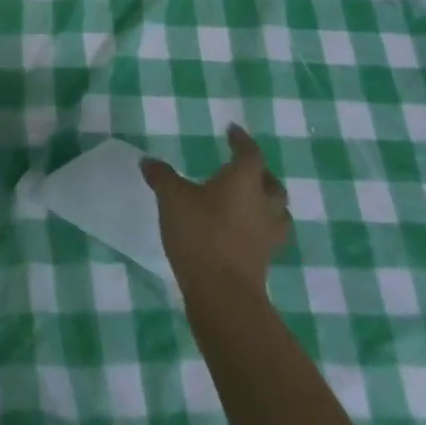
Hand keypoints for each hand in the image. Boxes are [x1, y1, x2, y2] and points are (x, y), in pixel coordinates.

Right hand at [142, 125, 291, 291]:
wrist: (223, 294)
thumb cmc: (201, 234)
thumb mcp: (172, 198)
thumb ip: (161, 176)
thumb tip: (148, 161)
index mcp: (244, 181)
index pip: (250, 153)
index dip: (242, 140)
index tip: (233, 131)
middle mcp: (262, 204)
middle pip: (272, 183)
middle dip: (261, 173)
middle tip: (244, 168)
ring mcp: (267, 234)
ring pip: (277, 211)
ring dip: (266, 202)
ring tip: (249, 201)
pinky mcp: (264, 260)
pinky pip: (268, 235)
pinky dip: (259, 227)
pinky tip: (242, 231)